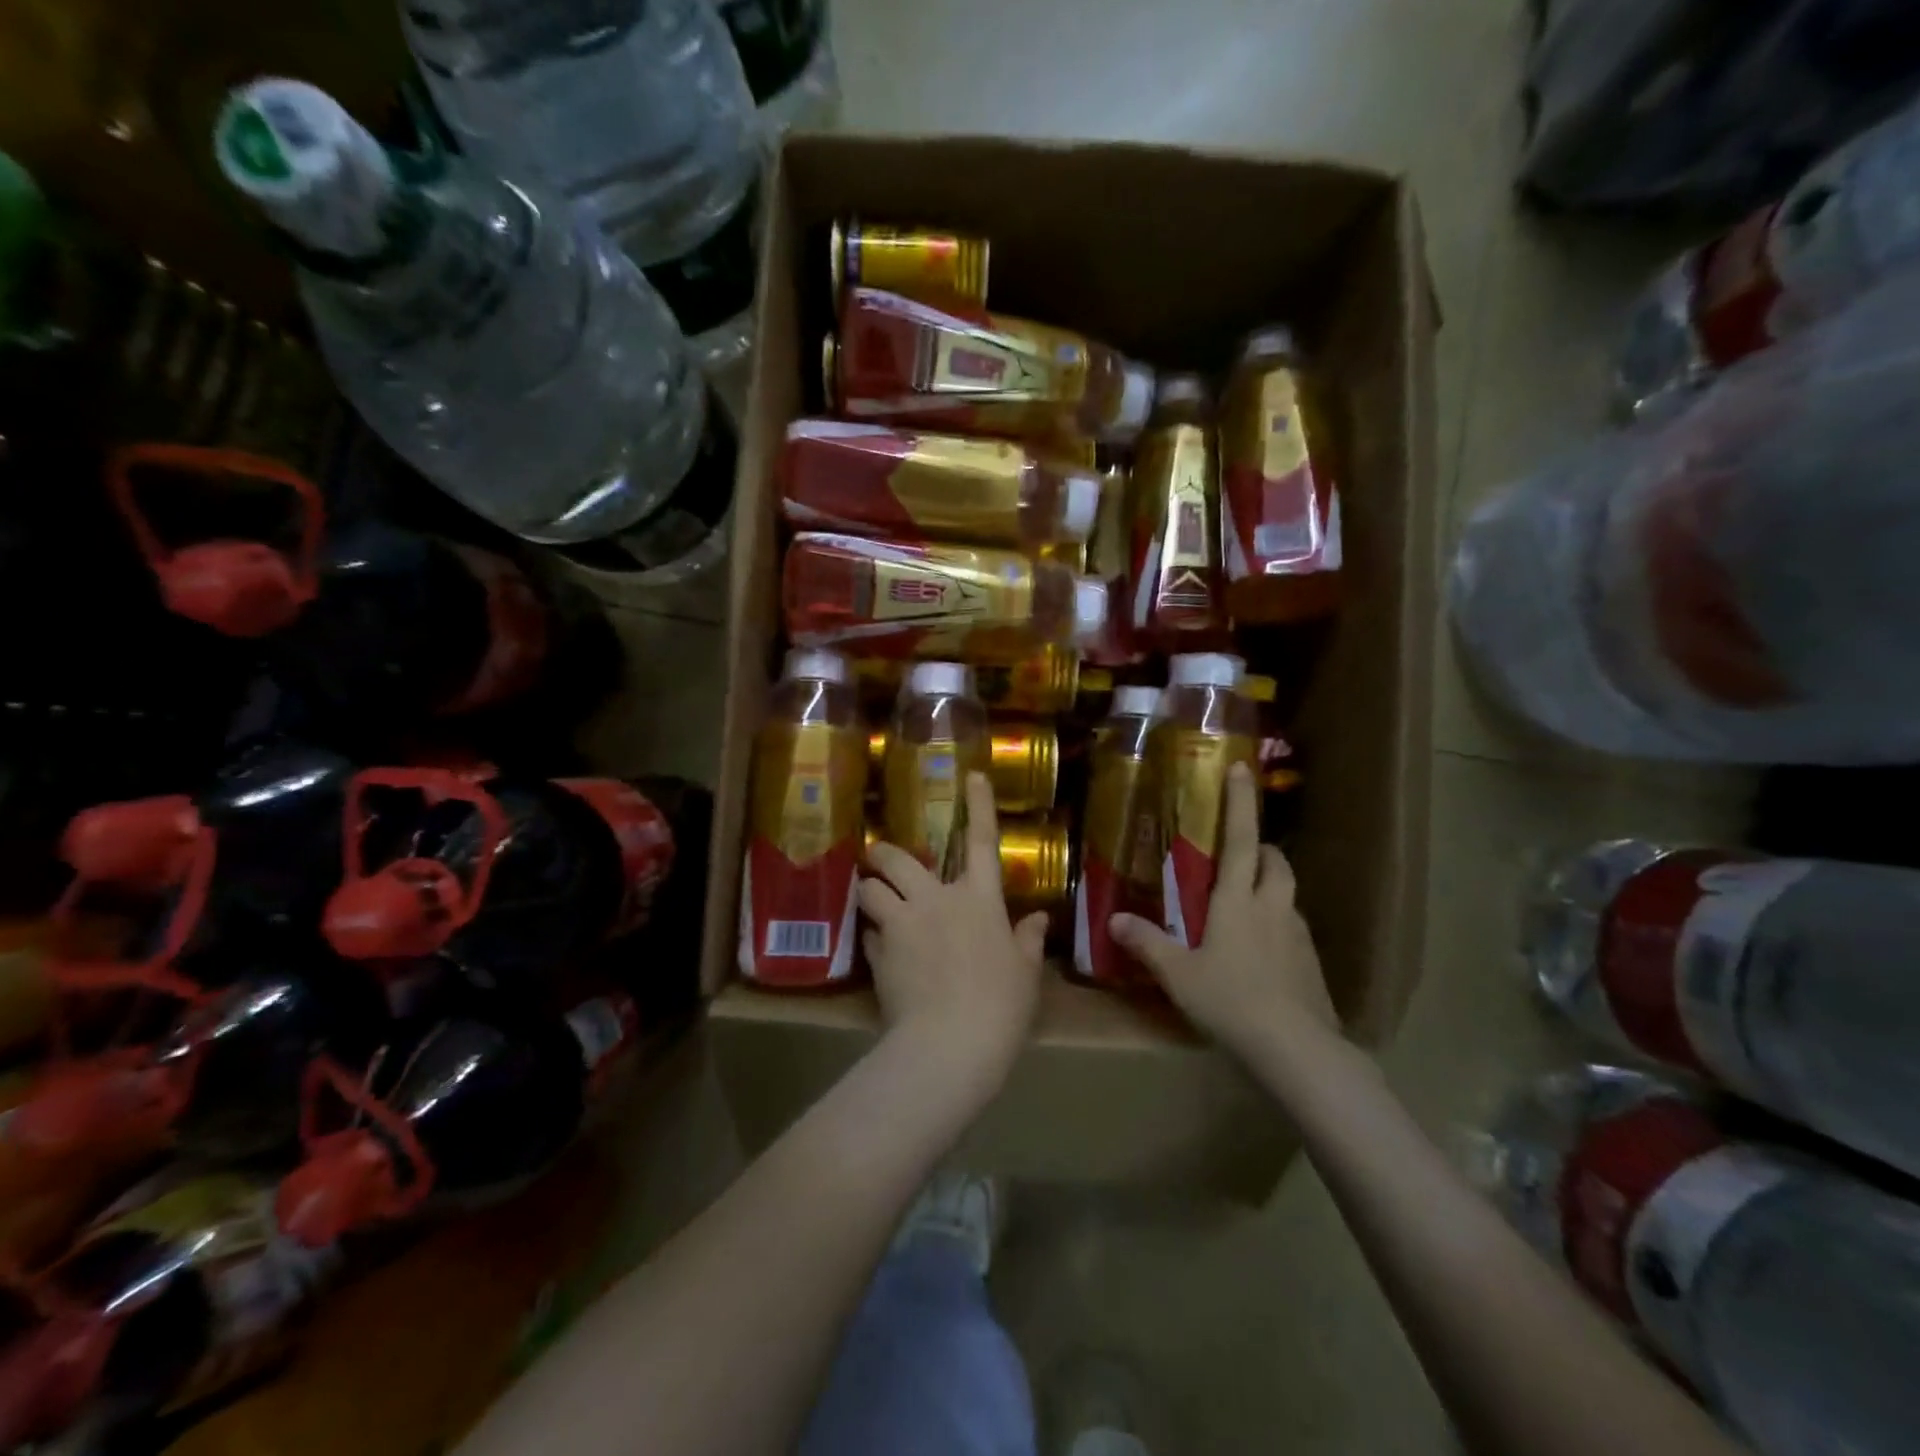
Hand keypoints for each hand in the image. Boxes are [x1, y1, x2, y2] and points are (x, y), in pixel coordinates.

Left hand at [859, 772, 1048, 1081]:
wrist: (951, 1043)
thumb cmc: (1001, 1005)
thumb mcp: (1025, 973)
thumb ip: (1029, 941)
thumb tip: (1039, 919)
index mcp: (979, 899)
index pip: (982, 841)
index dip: (979, 805)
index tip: (972, 774)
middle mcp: (937, 900)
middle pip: (897, 858)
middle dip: (883, 853)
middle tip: (880, 858)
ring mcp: (902, 923)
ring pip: (869, 889)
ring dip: (868, 892)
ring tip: (872, 903)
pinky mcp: (878, 952)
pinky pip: (868, 933)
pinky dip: (872, 936)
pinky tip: (880, 952)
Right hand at [1110, 762, 1337, 1063]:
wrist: (1297, 1049)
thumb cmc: (1230, 1000)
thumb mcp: (1178, 974)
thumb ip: (1147, 943)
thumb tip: (1114, 920)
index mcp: (1237, 900)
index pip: (1242, 839)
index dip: (1240, 802)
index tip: (1242, 769)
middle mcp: (1272, 907)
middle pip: (1276, 862)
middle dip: (1263, 848)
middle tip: (1242, 852)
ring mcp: (1298, 934)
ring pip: (1288, 894)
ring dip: (1271, 886)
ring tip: (1247, 904)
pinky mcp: (1312, 963)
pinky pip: (1293, 928)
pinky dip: (1278, 925)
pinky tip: (1262, 953)